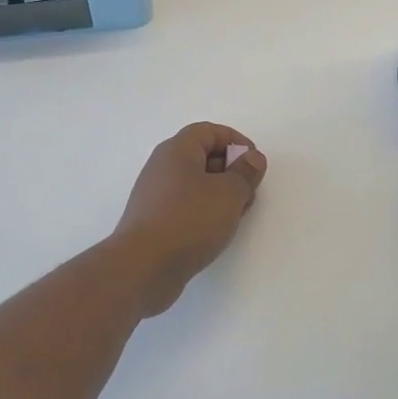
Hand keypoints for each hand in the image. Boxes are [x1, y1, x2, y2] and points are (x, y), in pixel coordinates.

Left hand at [112, 123, 267, 314]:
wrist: (143, 267)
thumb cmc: (189, 220)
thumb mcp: (229, 193)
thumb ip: (246, 172)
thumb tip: (252, 158)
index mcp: (177, 150)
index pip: (209, 131)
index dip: (236, 141)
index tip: (254, 163)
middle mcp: (162, 167)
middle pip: (202, 156)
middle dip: (230, 170)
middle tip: (248, 192)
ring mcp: (155, 195)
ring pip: (195, 184)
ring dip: (220, 194)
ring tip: (236, 215)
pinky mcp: (153, 221)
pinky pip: (185, 206)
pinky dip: (204, 212)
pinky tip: (216, 231)